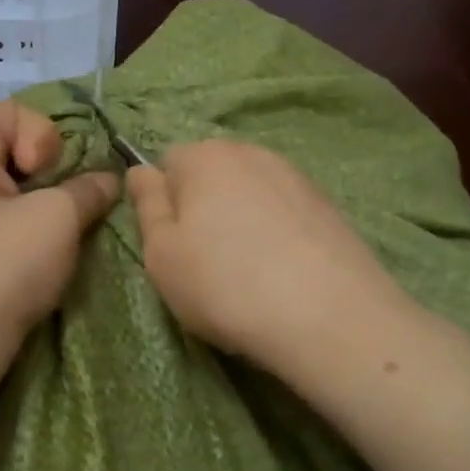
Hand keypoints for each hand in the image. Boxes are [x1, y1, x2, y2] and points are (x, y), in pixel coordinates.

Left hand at [0, 102, 119, 345]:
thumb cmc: (0, 268)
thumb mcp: (56, 220)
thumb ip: (88, 189)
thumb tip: (108, 180)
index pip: (13, 112)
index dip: (45, 141)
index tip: (47, 183)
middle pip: (5, 145)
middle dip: (42, 175)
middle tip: (53, 212)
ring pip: (0, 183)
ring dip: (32, 202)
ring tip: (44, 236)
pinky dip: (11, 222)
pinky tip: (23, 253)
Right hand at [126, 141, 407, 369]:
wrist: (329, 317)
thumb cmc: (225, 285)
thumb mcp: (161, 254)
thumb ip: (147, 206)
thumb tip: (141, 171)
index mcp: (204, 156)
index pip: (167, 162)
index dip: (162, 202)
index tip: (170, 244)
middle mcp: (252, 153)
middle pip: (211, 174)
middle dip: (202, 207)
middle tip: (204, 261)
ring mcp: (296, 177)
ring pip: (250, 193)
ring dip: (240, 221)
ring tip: (247, 271)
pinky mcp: (329, 206)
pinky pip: (283, 213)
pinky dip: (275, 234)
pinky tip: (282, 273)